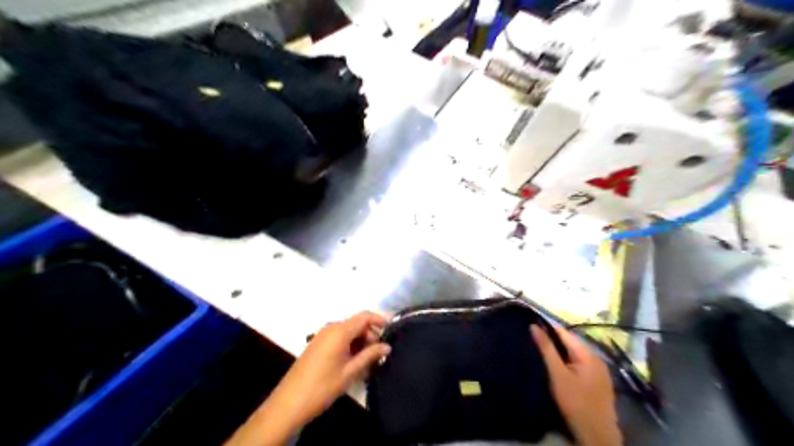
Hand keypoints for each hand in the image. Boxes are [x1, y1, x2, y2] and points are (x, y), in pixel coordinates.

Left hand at [225, 311, 389, 445]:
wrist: (289, 402)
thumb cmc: (322, 386)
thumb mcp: (350, 372)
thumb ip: (370, 355)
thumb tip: (387, 346)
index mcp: (339, 331)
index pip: (364, 316)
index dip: (380, 319)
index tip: (392, 330)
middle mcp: (331, 328)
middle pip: (356, 323)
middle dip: (371, 334)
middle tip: (381, 353)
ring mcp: (322, 335)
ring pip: (348, 331)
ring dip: (360, 341)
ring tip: (369, 360)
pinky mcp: (317, 344)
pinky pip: (339, 337)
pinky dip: (349, 345)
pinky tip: (354, 361)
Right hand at [533, 324, 619, 445]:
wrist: (596, 434)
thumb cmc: (575, 402)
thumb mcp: (557, 374)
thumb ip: (546, 349)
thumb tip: (534, 326)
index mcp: (588, 353)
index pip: (565, 332)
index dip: (548, 327)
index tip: (532, 324)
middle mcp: (597, 358)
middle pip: (571, 342)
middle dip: (553, 339)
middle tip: (533, 338)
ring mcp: (600, 370)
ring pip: (575, 353)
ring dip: (560, 350)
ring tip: (541, 349)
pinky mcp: (598, 381)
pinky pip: (580, 363)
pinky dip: (567, 360)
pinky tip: (557, 365)